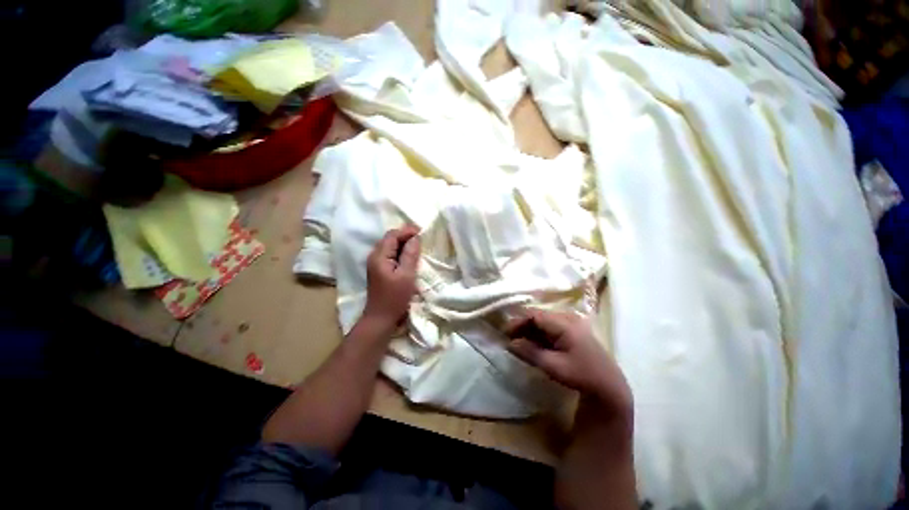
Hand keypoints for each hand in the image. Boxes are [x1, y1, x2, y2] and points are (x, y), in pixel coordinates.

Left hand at [362, 226, 419, 331]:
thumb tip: (415, 238)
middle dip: (405, 235)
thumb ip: (410, 255)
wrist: (381, 318)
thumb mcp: (406, 275)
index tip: (422, 231)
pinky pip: (390, 254)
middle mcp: (374, 256)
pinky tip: (409, 256)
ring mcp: (375, 263)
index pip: (392, 235)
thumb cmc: (394, 298)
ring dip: (403, 243)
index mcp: (379, 256)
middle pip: (389, 239)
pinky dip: (400, 252)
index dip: (407, 231)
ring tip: (418, 245)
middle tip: (421, 237)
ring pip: (390, 246)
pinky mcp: (379, 270)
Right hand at [505, 309, 632, 416]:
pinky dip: (538, 335)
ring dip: (529, 331)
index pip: (534, 315)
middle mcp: (567, 318)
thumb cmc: (582, 375)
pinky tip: (531, 345)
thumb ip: (530, 352)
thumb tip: (509, 344)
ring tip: (517, 343)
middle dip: (522, 326)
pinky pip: (549, 328)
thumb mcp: (553, 366)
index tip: (505, 333)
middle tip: (509, 339)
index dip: (518, 322)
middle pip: (538, 316)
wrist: (609, 387)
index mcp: (564, 323)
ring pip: (542, 322)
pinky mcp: (571, 331)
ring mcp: (570, 324)